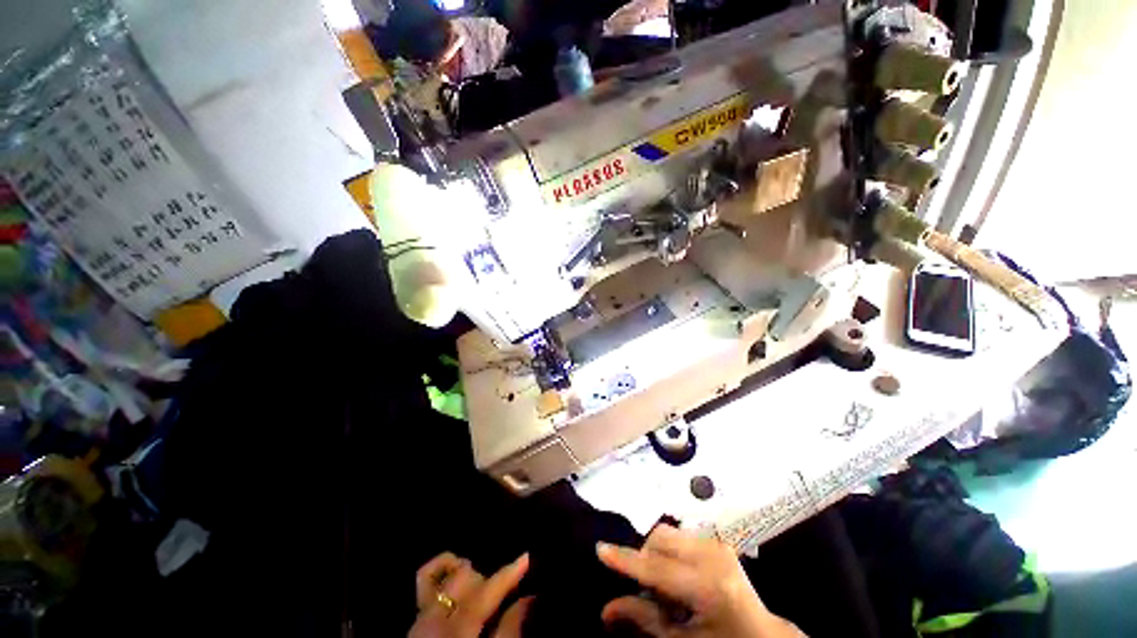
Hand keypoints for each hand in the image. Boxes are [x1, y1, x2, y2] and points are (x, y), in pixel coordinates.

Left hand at [408, 552, 532, 637]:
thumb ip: (509, 632)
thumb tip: (528, 599)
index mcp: (456, 631)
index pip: (485, 591)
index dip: (508, 573)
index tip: (526, 557)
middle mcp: (434, 619)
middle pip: (464, 578)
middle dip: (487, 578)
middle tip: (504, 589)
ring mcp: (419, 619)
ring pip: (445, 577)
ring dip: (467, 576)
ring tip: (481, 587)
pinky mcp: (414, 622)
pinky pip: (425, 583)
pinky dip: (442, 574)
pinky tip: (455, 578)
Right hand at [597, 526, 802, 636]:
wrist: (762, 634)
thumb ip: (644, 620)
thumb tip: (606, 609)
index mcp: (709, 587)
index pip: (658, 569)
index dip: (627, 561)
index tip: (600, 549)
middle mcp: (714, 556)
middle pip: (660, 539)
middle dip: (646, 559)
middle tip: (650, 590)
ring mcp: (717, 543)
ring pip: (667, 534)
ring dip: (657, 554)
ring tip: (667, 584)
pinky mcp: (717, 539)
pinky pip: (679, 535)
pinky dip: (669, 551)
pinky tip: (679, 576)